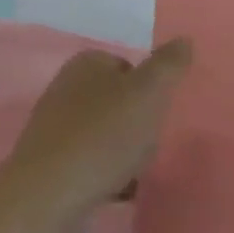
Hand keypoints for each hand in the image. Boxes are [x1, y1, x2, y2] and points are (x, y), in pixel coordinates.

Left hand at [4, 40, 193, 213]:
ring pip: (105, 134)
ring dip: (126, 152)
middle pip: (117, 102)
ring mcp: (56, 126)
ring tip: (139, 172)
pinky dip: (109, 176)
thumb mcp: (146, 94)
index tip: (160, 113)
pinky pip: (92, 163)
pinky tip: (122, 192)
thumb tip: (183, 39)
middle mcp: (66, 88)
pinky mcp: (53, 161)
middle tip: (152, 144)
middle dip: (138, 124)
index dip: (148, 89)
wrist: (50, 193)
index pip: (126, 66)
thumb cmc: (102, 136)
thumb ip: (167, 66)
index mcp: (85, 64)